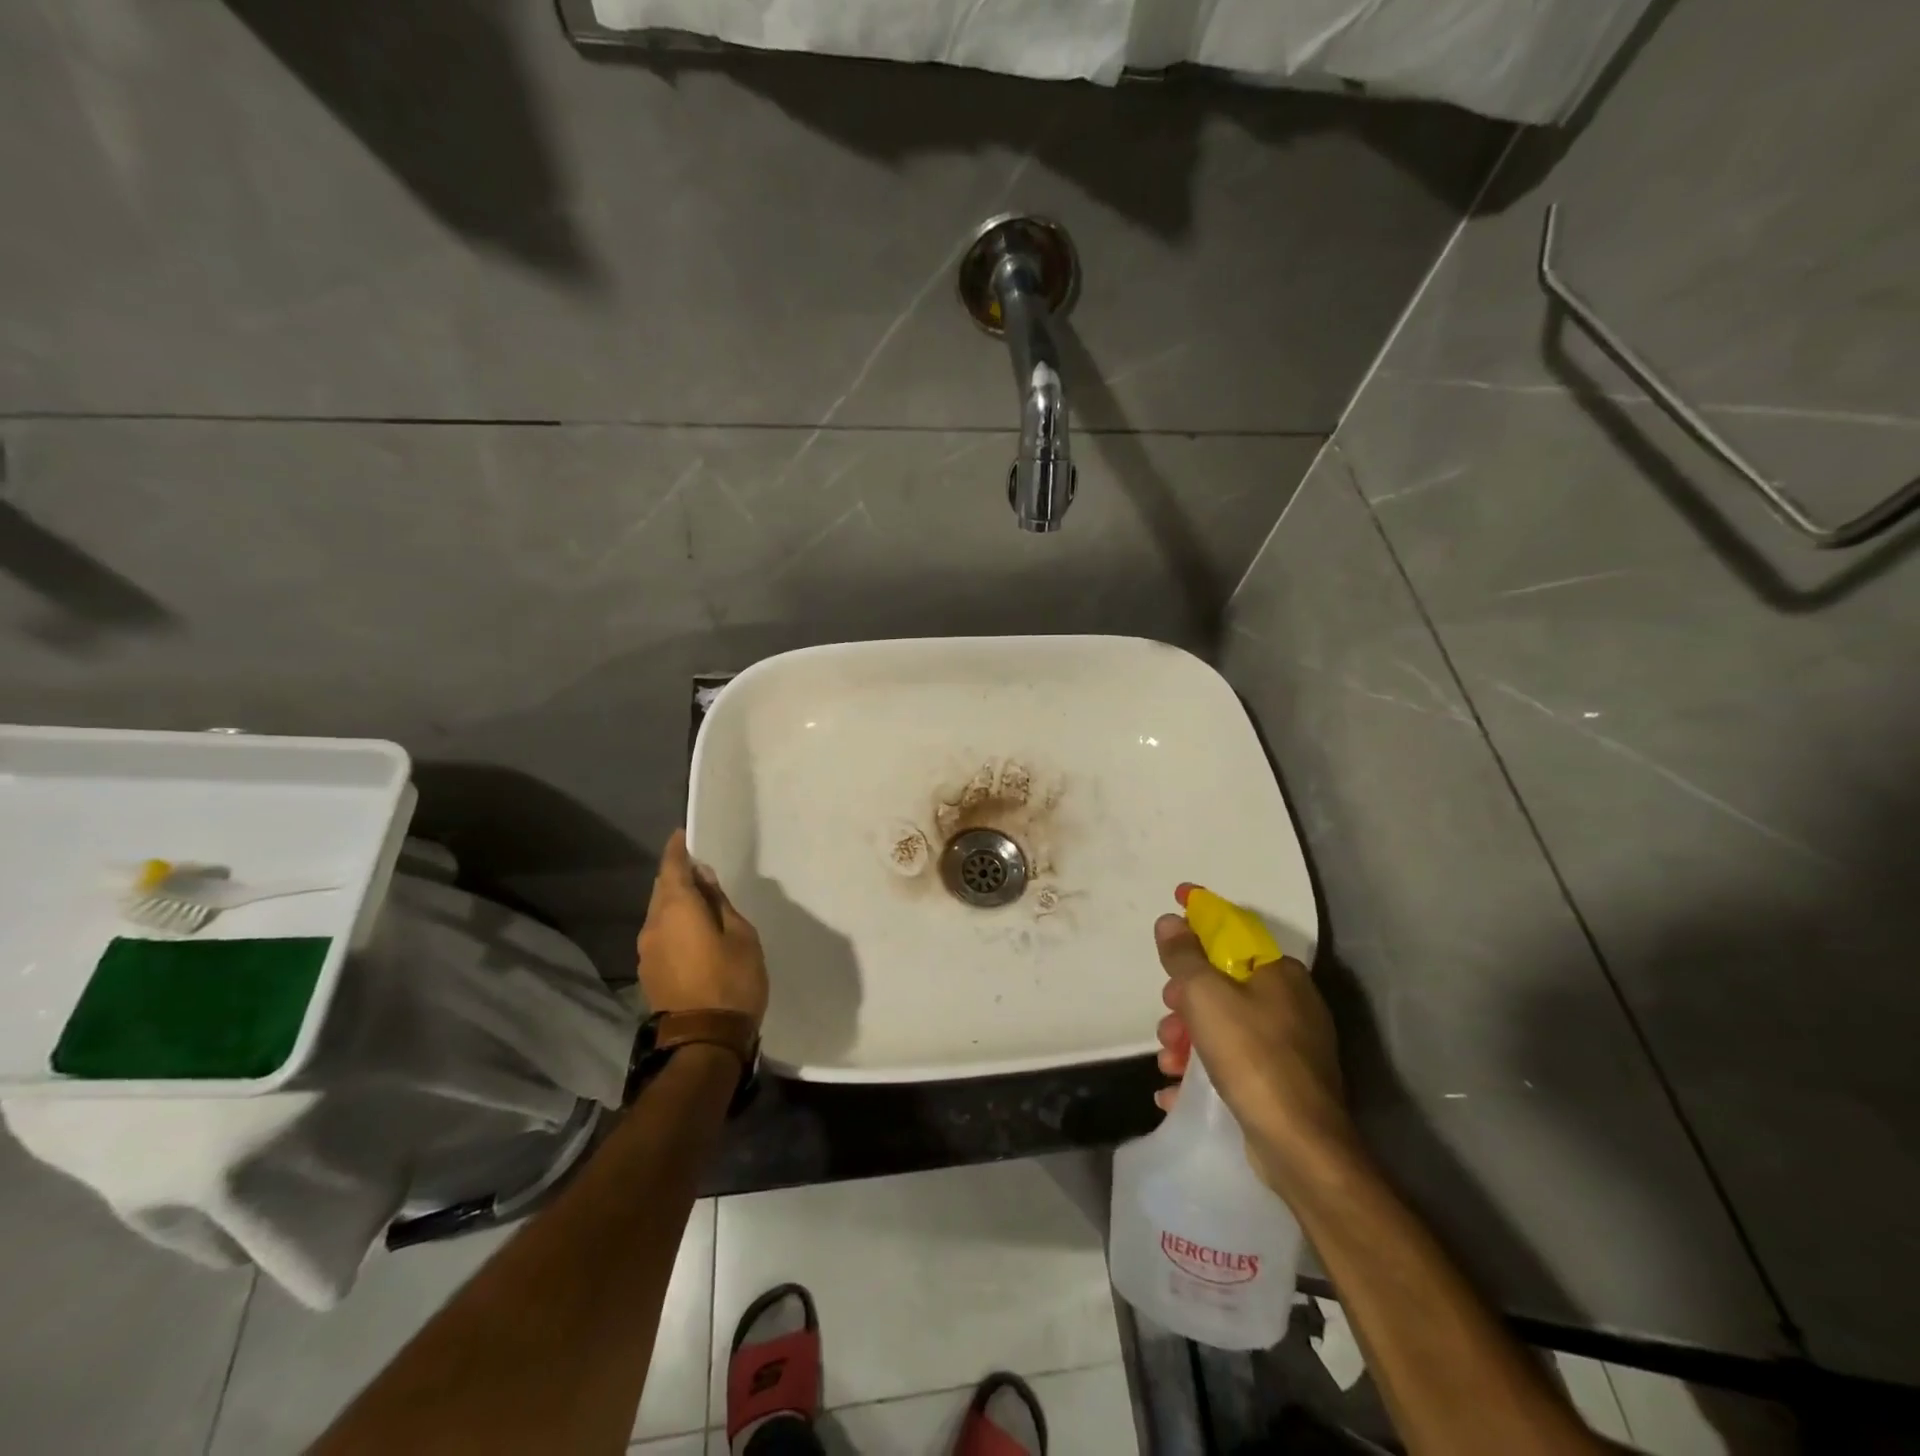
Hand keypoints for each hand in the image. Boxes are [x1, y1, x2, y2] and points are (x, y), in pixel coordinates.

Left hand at [637, 830, 769, 1027]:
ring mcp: (647, 951)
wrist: (704, 1041)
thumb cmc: (732, 981)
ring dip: (675, 903)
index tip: (683, 835)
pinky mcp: (649, 972)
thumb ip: (719, 903)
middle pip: (661, 890)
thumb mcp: (741, 935)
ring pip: (659, 913)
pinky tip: (693, 932)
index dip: (677, 849)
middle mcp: (653, 925)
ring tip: (701, 902)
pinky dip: (673, 925)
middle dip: (677, 876)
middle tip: (700, 870)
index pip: (671, 867)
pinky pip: (660, 934)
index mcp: (677, 909)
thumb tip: (703, 879)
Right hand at [1154, 886, 1358, 1196]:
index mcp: (1279, 973)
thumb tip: (1172, 920)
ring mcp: (1291, 1046)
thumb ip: (1184, 955)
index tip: (1176, 898)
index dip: (1201, 914)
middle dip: (1185, 999)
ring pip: (1225, 1025)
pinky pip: (1234, 1062)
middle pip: (1223, 983)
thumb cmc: (1251, 1056)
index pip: (1233, 929)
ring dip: (1188, 1039)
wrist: (1300, 1147)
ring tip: (1168, 1063)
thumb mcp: (1205, 995)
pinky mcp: (1284, 1084)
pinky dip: (1204, 1070)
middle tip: (1167, 1015)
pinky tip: (1176, 1090)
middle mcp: (1291, 1003)